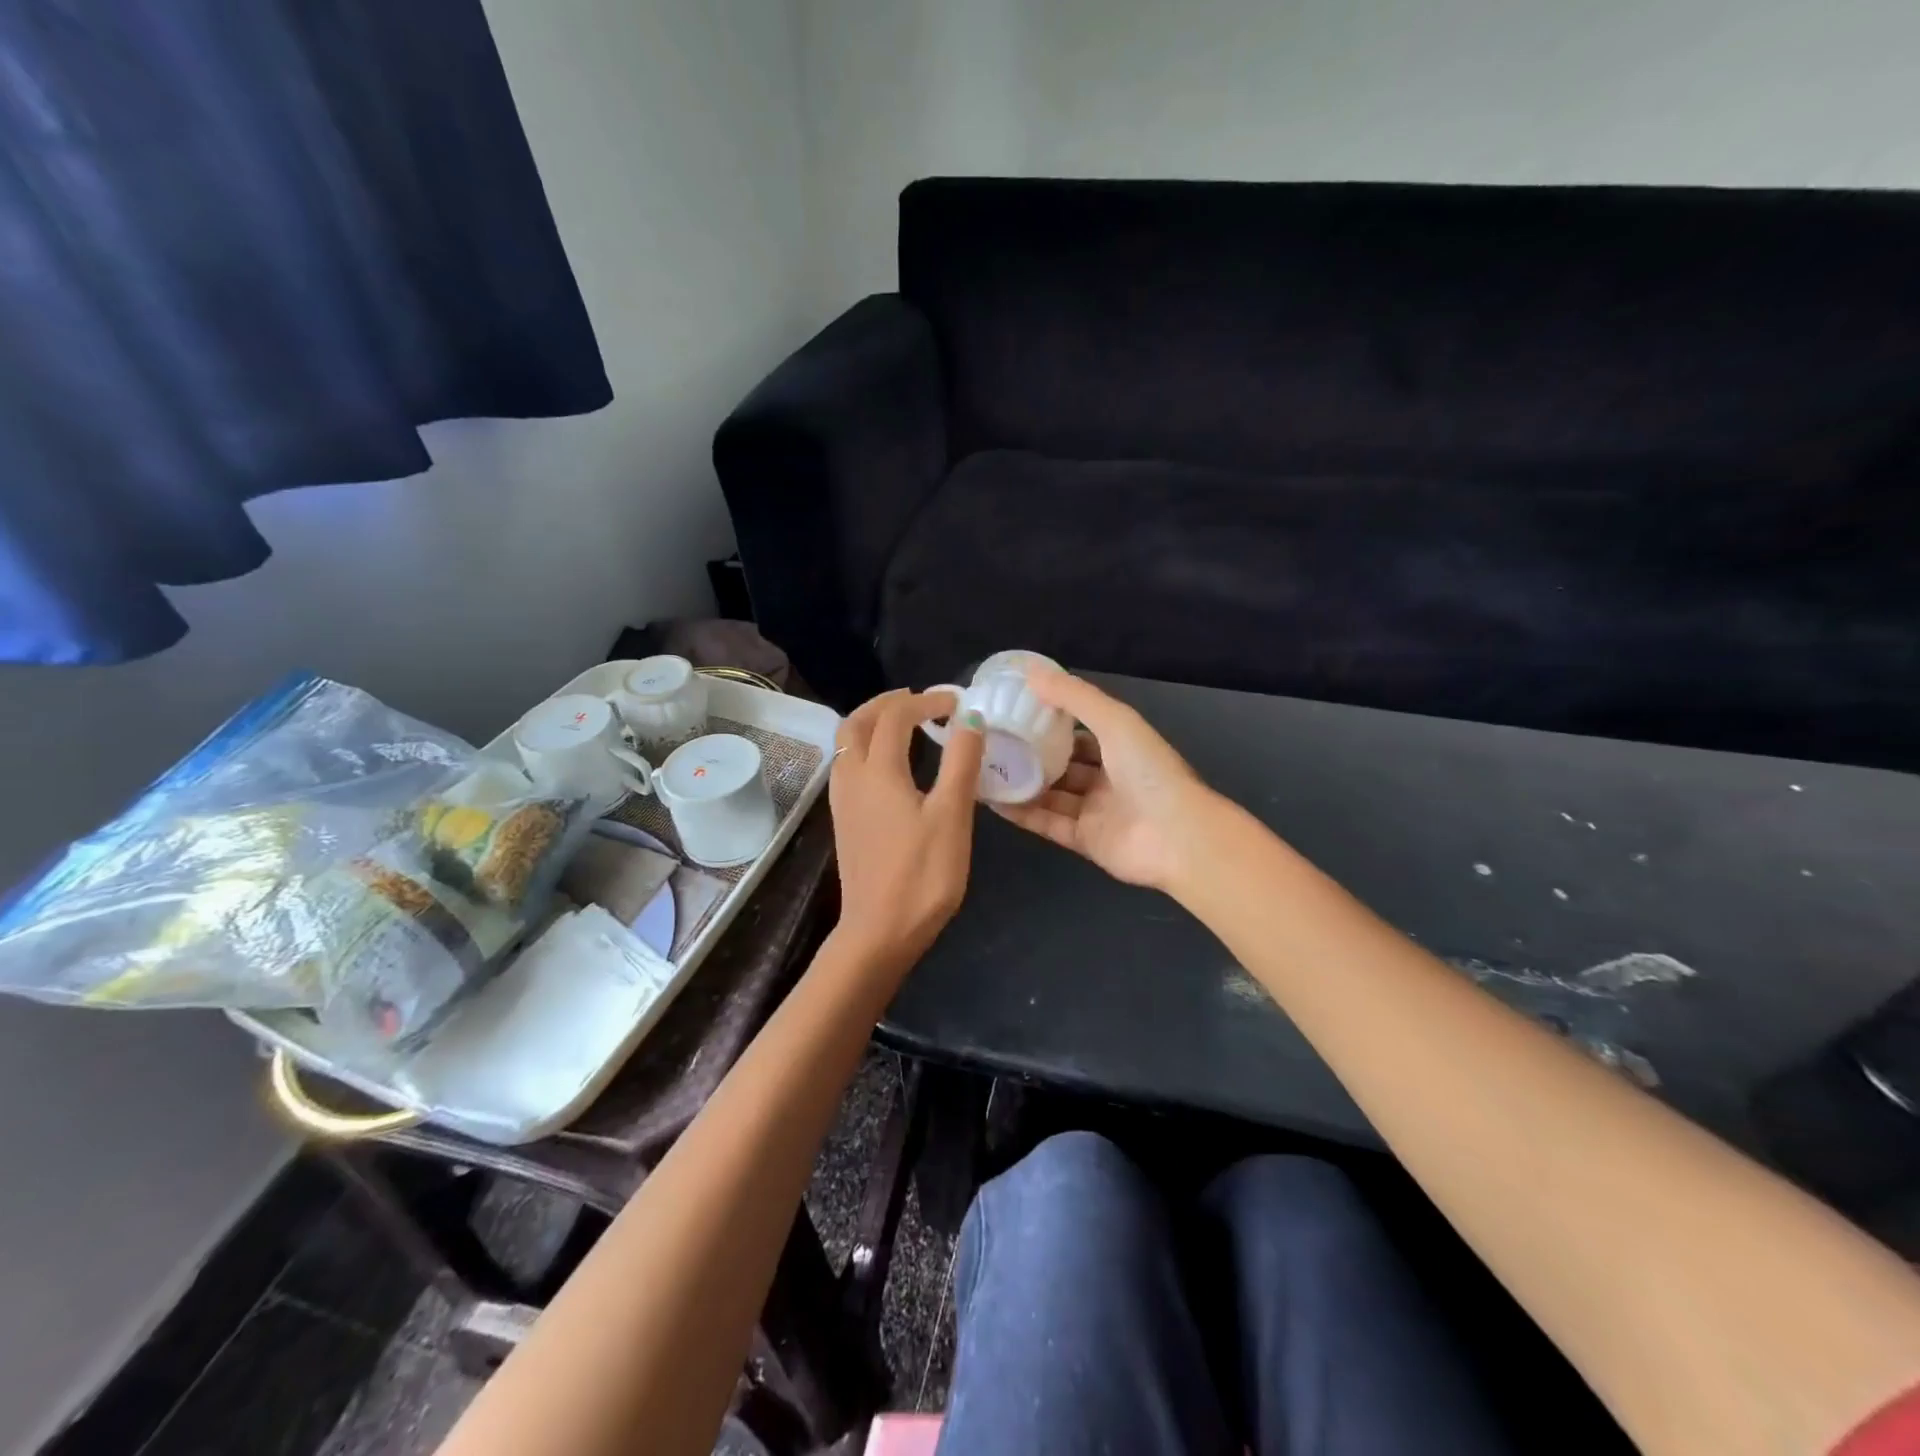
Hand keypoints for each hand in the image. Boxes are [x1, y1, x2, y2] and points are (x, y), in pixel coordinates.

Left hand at [828, 688, 984, 972]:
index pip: (896, 716)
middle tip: (921, 701)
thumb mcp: (952, 816)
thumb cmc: (923, 875)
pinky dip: (865, 746)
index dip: (926, 701)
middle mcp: (852, 777)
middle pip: (857, 721)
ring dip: (871, 722)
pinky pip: (847, 764)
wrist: (879, 931)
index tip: (956, 702)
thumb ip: (961, 761)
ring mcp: (842, 800)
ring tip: (903, 724)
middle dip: (887, 703)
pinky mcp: (843, 820)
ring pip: (846, 742)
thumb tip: (970, 717)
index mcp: (878, 771)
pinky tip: (889, 764)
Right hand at [991, 669, 1214, 892]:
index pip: (1081, 730)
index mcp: (1122, 746)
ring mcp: (1096, 811)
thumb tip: (1030, 671)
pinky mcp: (1085, 840)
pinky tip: (992, 801)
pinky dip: (1022, 813)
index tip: (1014, 709)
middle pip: (1064, 763)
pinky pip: (1047, 823)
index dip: (1050, 720)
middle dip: (1031, 753)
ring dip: (1022, 783)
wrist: (1177, 838)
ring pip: (1051, 794)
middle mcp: (1109, 777)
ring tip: (984, 769)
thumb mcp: (1114, 720)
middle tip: (992, 741)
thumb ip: (1073, 696)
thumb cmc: (1149, 771)